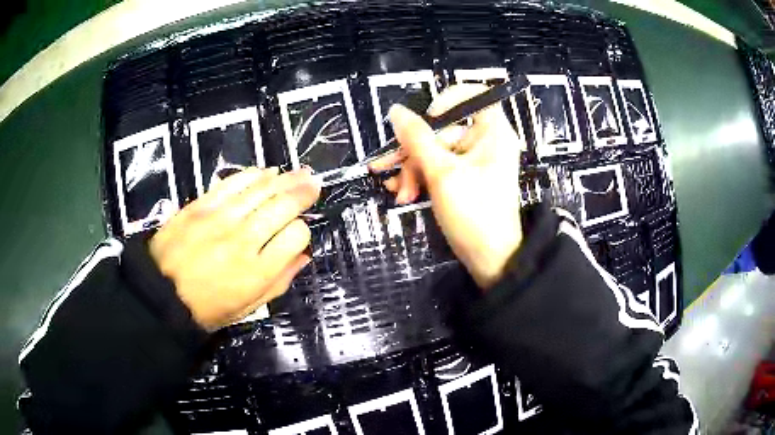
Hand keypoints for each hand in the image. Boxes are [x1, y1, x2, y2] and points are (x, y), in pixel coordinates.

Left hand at [149, 167, 320, 330]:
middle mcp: (244, 240)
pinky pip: (233, 182)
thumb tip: (304, 256)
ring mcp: (221, 218)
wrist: (162, 293)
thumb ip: (280, 281)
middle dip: (304, 192)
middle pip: (283, 206)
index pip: (295, 236)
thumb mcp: (249, 307)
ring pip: (262, 189)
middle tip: (315, 182)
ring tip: (300, 172)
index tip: (298, 232)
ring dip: (285, 178)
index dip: (303, 230)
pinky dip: (253, 175)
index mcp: (258, 271)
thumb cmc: (208, 307)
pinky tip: (266, 172)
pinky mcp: (202, 205)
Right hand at [370, 85, 523, 289]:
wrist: (490, 260)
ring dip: (412, 168)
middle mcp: (485, 141)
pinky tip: (403, 193)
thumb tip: (396, 111)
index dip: (447, 100)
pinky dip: (420, 177)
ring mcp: (474, 161)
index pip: (473, 94)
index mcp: (492, 131)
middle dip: (415, 151)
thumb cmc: (474, 213)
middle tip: (392, 170)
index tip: (427, 119)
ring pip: (436, 150)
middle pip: (444, 128)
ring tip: (398, 191)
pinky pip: (438, 167)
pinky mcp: (464, 178)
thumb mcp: (441, 173)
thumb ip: (417, 138)